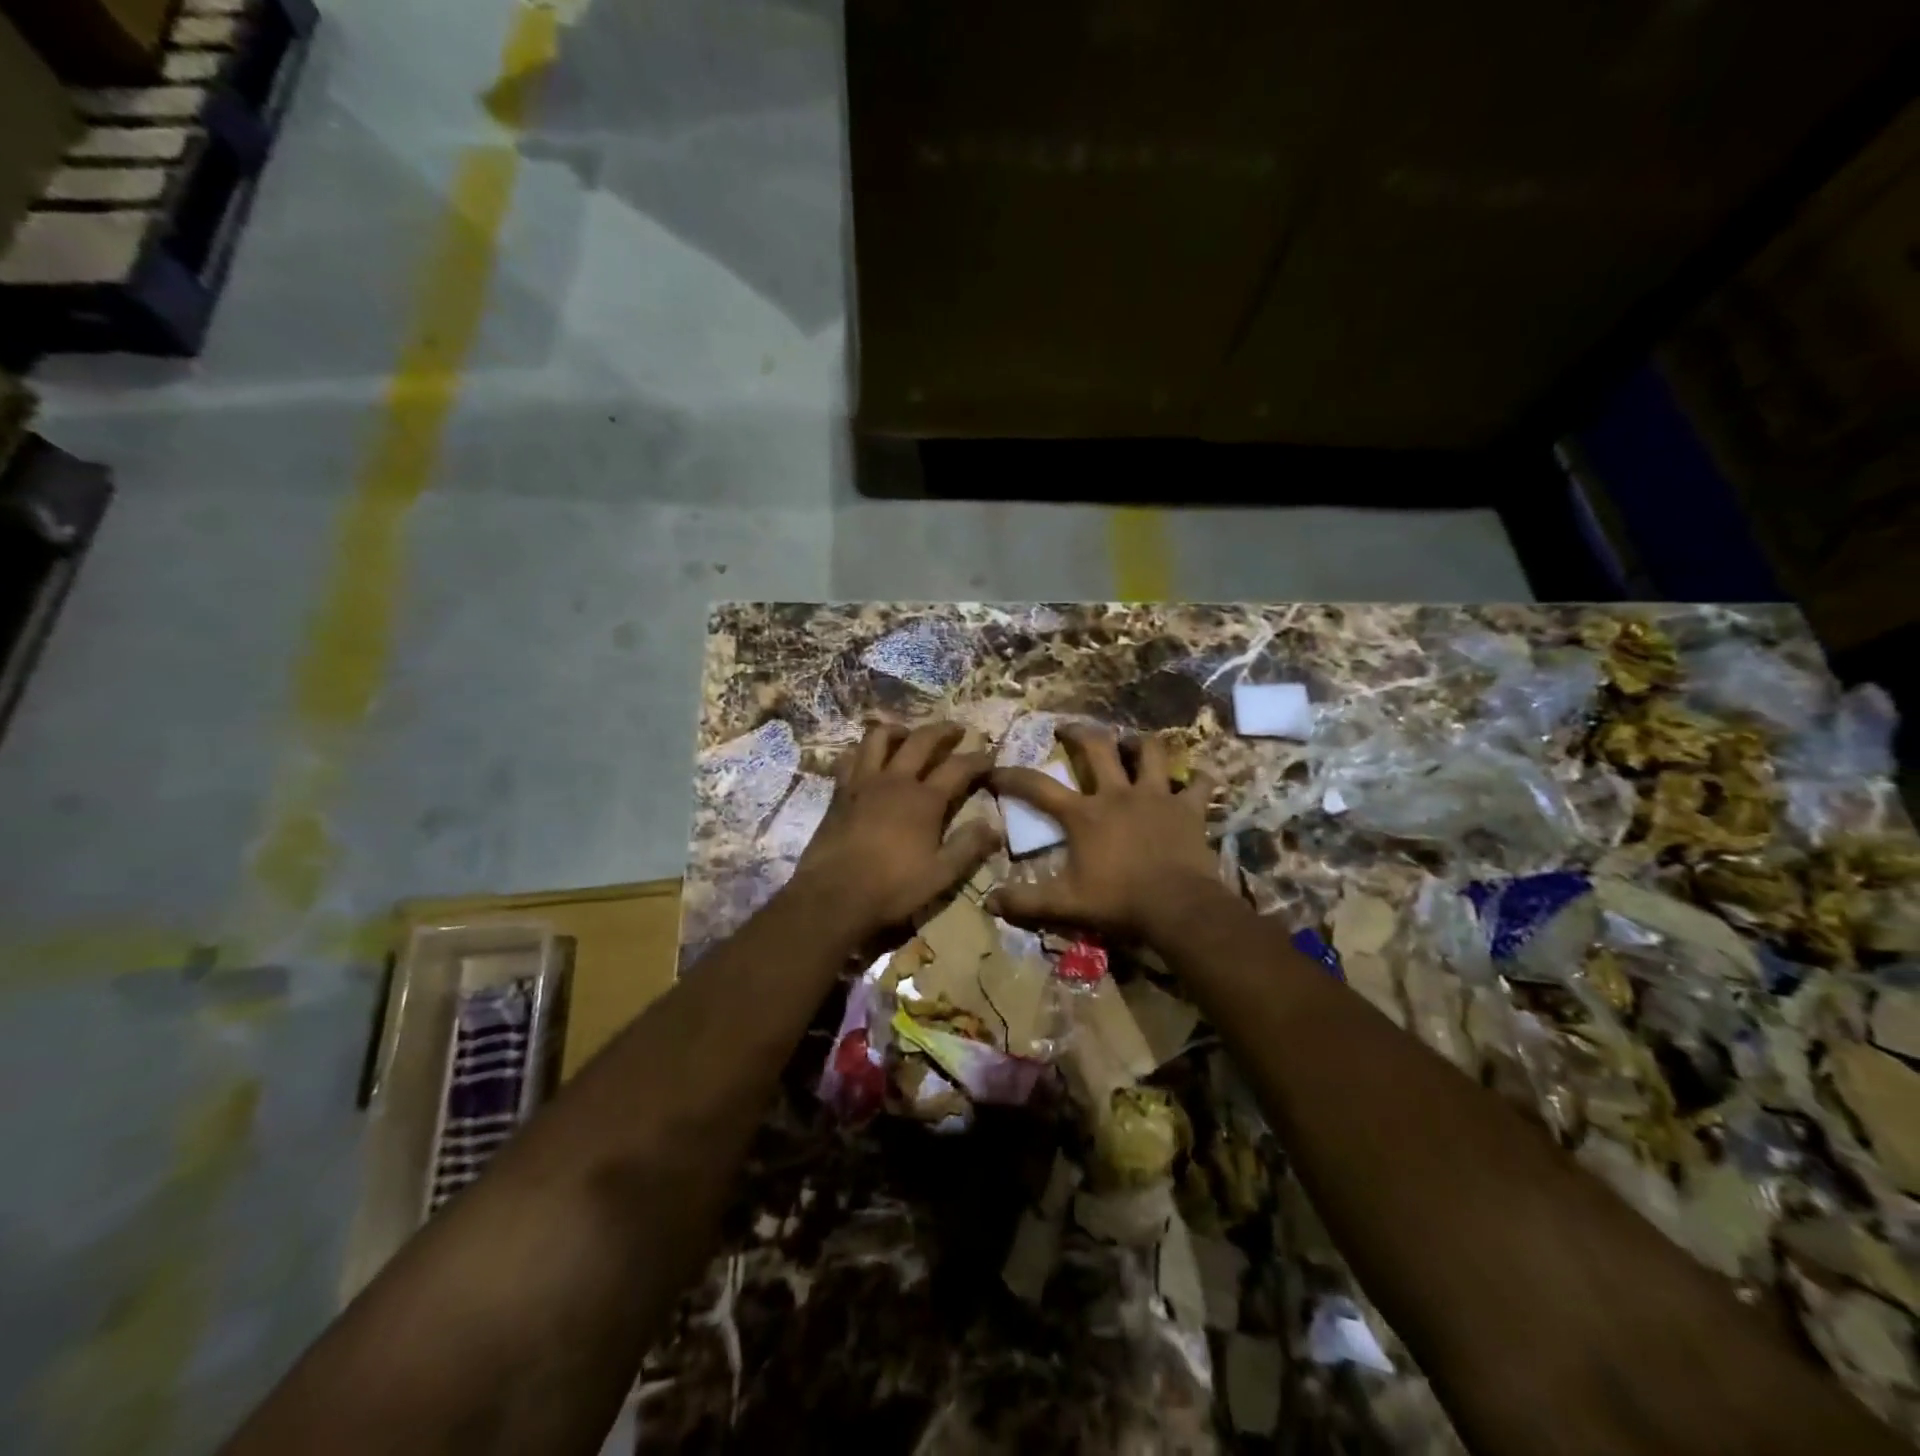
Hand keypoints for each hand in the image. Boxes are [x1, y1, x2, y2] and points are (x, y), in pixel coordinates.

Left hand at [789, 721, 997, 940]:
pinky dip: (862, 751)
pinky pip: (850, 758)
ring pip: (879, 738)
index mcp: (924, 800)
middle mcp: (896, 781)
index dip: (977, 759)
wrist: (833, 895)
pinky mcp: (840, 792)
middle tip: (956, 729)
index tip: (990, 756)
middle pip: (921, 740)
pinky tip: (867, 758)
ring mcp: (864, 782)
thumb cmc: (892, 888)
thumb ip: (968, 847)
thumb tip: (995, 827)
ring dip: (898, 730)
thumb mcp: (940, 875)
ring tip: (908, 734)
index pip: (958, 768)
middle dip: (943, 730)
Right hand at [987, 723, 1227, 943]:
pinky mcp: (1189, 809)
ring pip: (1150, 752)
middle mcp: (1118, 794)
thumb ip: (1026, 902)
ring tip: (1133, 744)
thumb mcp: (1066, 905)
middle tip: (1068, 728)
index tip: (995, 771)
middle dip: (1079, 732)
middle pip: (1098, 747)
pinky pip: (1200, 783)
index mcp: (1084, 814)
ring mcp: (1157, 797)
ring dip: (1140, 744)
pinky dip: (1198, 778)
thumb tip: (989, 901)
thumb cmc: (1119, 902)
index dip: (1013, 776)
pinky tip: (1195, 779)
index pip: (1038, 787)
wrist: (1178, 908)